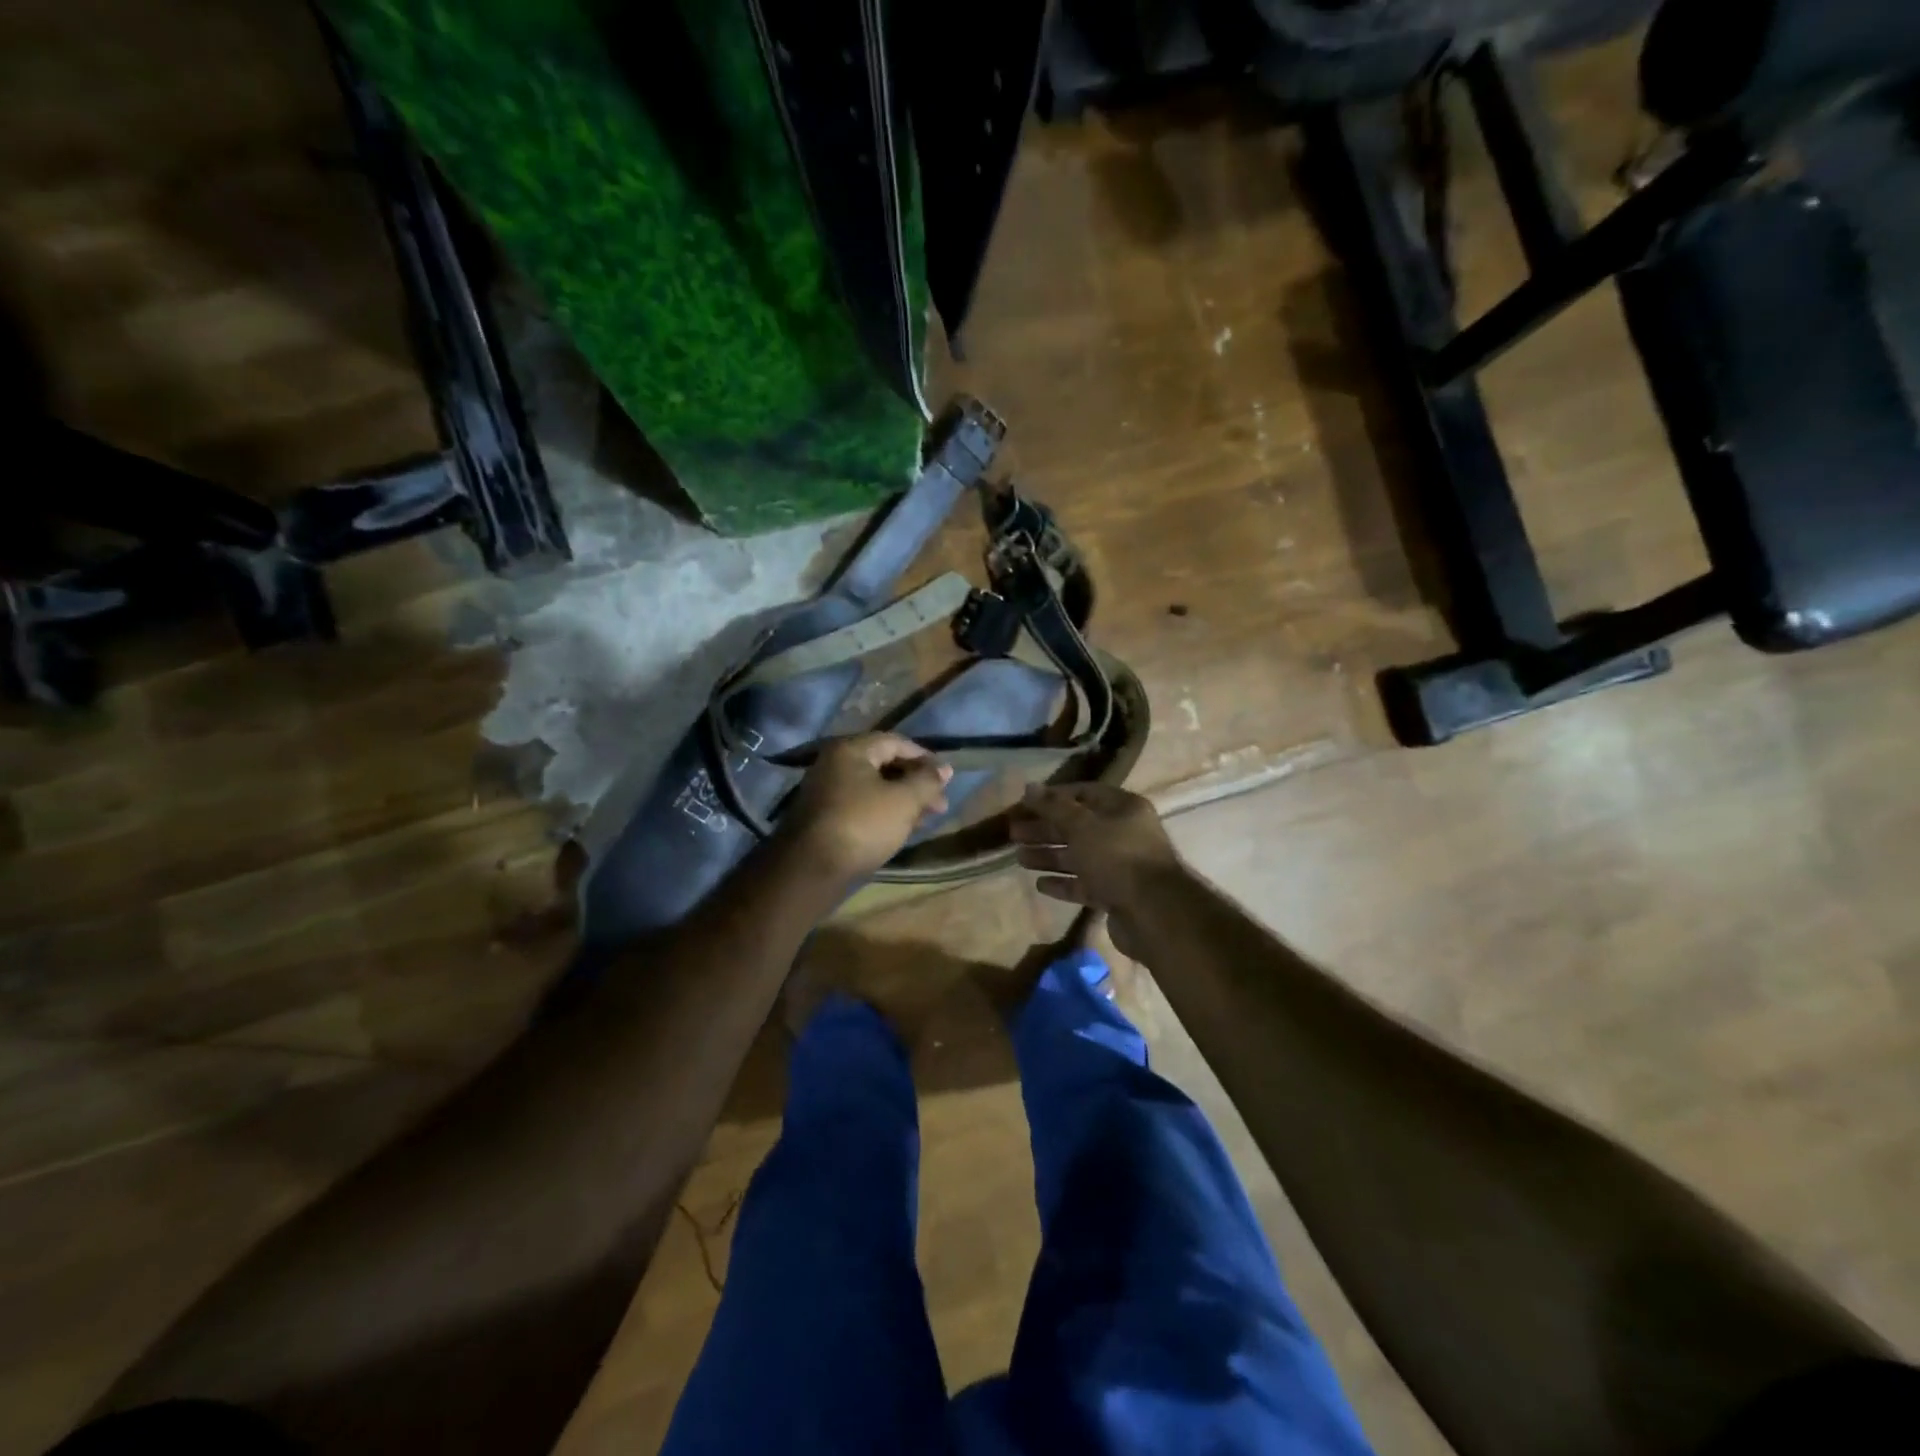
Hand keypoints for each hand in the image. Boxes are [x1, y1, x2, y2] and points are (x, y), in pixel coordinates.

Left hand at [780, 733, 952, 882]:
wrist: (812, 870)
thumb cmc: (862, 825)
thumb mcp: (904, 801)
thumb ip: (927, 781)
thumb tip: (945, 768)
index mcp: (850, 750)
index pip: (895, 742)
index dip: (924, 757)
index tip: (945, 778)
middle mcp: (834, 764)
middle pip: (884, 764)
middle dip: (916, 782)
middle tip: (940, 804)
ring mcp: (827, 791)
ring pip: (874, 788)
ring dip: (903, 799)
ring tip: (927, 818)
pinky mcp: (826, 817)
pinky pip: (862, 805)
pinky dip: (885, 812)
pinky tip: (902, 828)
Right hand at [1010, 784, 1183, 950]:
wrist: (1153, 913)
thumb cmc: (1116, 857)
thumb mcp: (1081, 826)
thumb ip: (1053, 807)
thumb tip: (1029, 787)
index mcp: (1122, 808)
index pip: (1083, 793)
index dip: (1053, 797)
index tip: (1024, 804)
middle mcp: (1124, 833)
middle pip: (1078, 826)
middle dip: (1045, 829)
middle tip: (1014, 833)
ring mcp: (1120, 866)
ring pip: (1079, 856)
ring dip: (1049, 856)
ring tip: (1019, 858)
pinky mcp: (1116, 895)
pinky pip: (1084, 884)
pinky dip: (1063, 882)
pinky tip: (1040, 885)